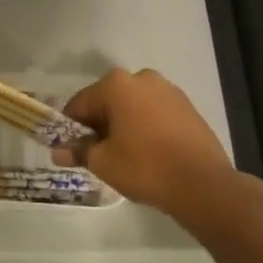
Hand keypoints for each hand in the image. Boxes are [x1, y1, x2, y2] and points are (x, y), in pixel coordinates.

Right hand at [52, 68, 251, 220]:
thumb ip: (78, 151)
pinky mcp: (187, 107)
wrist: (203, 184)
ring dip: (122, 125)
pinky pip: (154, 113)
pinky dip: (145, 127)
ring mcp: (169, 90)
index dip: (70, 128)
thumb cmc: (145, 167)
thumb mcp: (103, 162)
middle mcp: (142, 78)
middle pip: (107, 101)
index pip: (80, 104)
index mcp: (116, 84)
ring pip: (132, 106)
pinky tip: (148, 152)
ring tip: (124, 155)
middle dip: (98, 125)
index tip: (69, 150)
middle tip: (96, 154)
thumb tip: (58, 152)